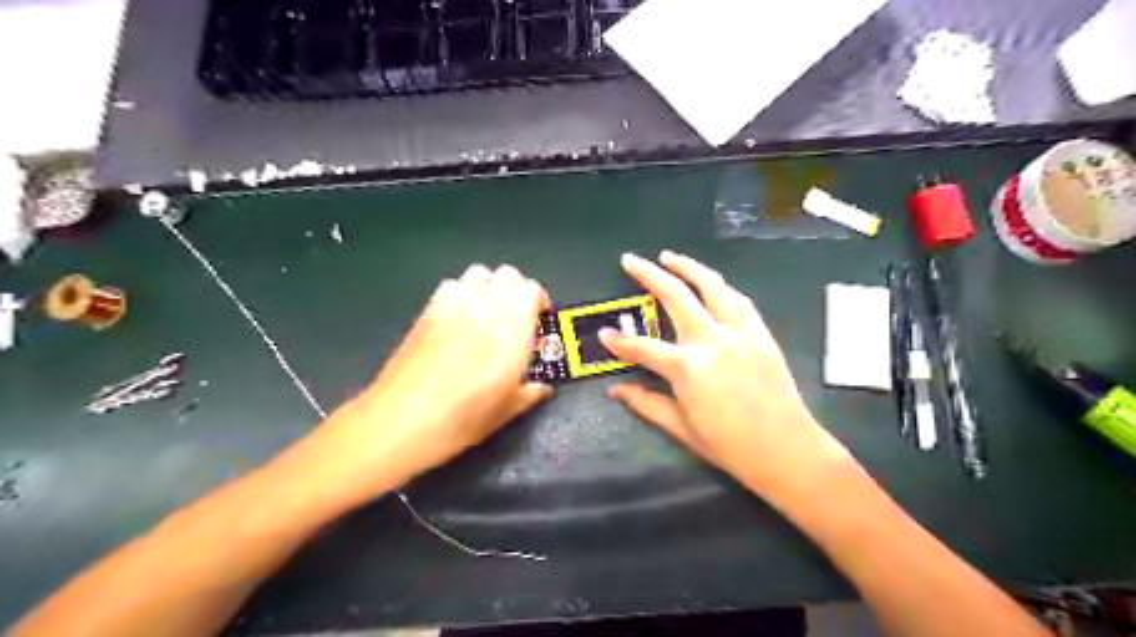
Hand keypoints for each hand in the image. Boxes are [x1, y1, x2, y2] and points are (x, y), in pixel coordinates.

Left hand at [298, 261, 553, 499]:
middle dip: (517, 291)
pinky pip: (452, 284)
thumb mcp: (504, 412)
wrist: (402, 419)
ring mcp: (454, 305)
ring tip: (488, 313)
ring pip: (480, 273)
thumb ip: (528, 394)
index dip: (539, 302)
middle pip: (508, 275)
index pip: (532, 291)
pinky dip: (463, 292)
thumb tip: (541, 388)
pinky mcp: (428, 309)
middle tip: (516, 318)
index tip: (539, 322)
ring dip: (490, 287)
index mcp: (512, 331)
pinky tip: (459, 317)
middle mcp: (486, 309)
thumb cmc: (461, 419)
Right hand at [603, 254, 851, 508]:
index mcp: (687, 368)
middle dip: (648, 275)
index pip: (642, 347)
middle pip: (675, 296)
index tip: (604, 334)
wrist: (786, 449)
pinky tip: (710, 282)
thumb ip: (645, 403)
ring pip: (711, 286)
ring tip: (669, 256)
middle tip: (630, 260)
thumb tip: (614, 389)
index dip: (620, 342)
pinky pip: (739, 300)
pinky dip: (720, 286)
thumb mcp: (680, 427)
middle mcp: (711, 340)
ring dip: (688, 267)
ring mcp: (739, 332)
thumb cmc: (729, 445)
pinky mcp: (760, 333)